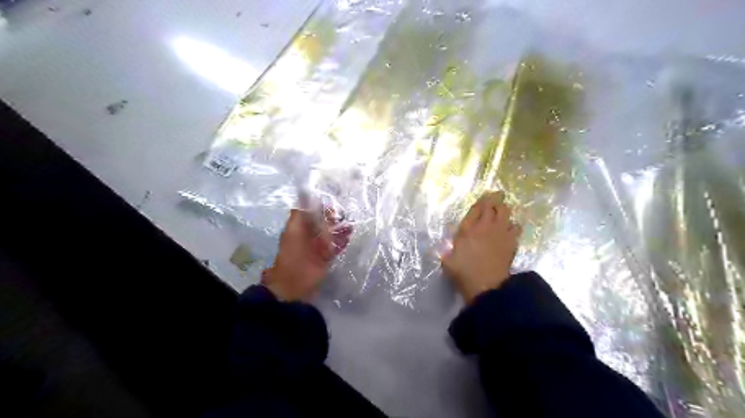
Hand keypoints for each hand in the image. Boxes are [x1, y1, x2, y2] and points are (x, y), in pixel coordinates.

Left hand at [262, 207, 352, 299]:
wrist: (295, 284)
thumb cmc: (293, 255)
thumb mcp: (294, 232)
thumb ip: (300, 214)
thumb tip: (307, 194)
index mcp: (299, 226)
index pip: (310, 211)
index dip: (320, 204)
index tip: (332, 198)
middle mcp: (309, 234)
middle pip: (323, 221)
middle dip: (333, 216)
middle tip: (344, 212)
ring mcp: (319, 245)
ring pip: (332, 232)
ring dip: (340, 227)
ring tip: (350, 223)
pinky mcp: (327, 256)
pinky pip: (336, 245)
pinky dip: (343, 240)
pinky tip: (349, 235)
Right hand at [441, 191, 522, 302]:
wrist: (486, 286)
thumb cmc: (464, 273)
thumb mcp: (448, 261)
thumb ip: (446, 250)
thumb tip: (440, 247)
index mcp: (468, 229)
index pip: (477, 208)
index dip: (482, 200)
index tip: (485, 196)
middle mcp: (485, 226)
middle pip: (494, 205)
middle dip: (495, 199)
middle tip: (496, 197)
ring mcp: (500, 233)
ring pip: (507, 212)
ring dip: (504, 210)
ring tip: (502, 212)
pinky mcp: (512, 242)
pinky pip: (516, 226)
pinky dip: (513, 224)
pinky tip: (510, 228)